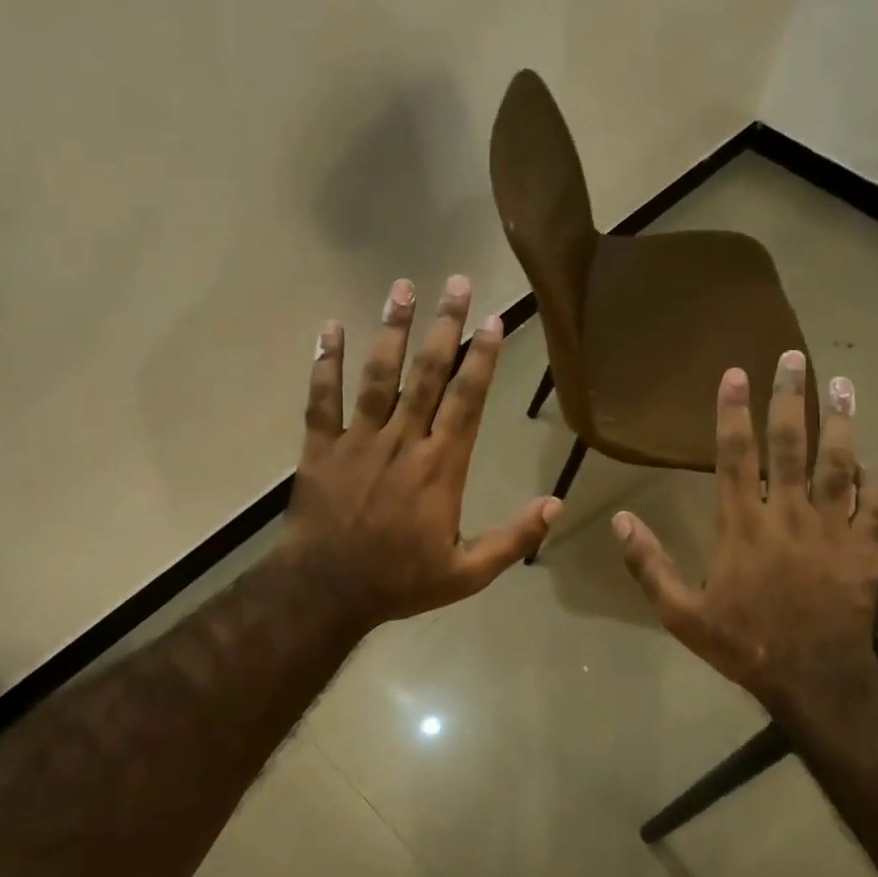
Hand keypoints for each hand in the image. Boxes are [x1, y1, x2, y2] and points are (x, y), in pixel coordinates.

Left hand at [282, 274, 559, 630]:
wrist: (327, 593)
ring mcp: (358, 441)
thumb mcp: (468, 573)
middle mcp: (403, 441)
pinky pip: (322, 399)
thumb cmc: (400, 581)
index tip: (492, 321)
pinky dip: (325, 363)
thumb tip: (556, 506)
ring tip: (402, 287)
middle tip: (455, 283)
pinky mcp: (320, 448)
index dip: (482, 359)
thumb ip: (514, 538)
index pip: (467, 400)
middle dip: (444, 326)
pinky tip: (329, 327)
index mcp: (441, 466)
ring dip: (391, 330)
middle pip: (427, 374)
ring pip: (378, 376)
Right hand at [611, 352, 877, 720]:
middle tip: (795, 358)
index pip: (736, 455)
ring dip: (840, 421)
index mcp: (743, 524)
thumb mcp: (681, 613)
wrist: (814, 679)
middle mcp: (788, 514)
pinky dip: (871, 478)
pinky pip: (872, 503)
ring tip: (844, 384)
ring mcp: (832, 528)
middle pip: (791, 444)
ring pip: (838, 463)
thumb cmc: (743, 643)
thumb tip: (618, 521)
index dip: (734, 412)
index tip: (737, 373)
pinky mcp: (864, 548)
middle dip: (791, 397)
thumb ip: (650, 564)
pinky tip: (868, 459)